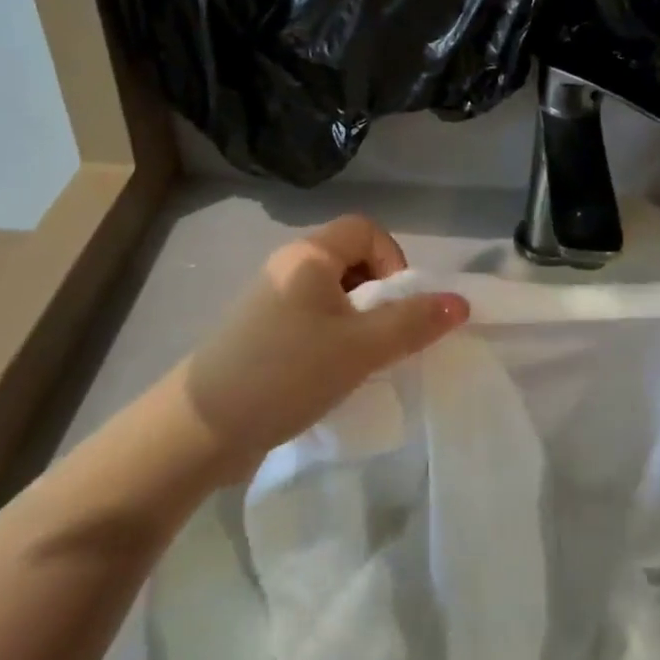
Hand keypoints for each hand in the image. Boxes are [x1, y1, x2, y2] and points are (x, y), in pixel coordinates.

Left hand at [168, 217, 469, 481]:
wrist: (199, 430)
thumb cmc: (285, 374)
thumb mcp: (359, 348)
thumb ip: (412, 323)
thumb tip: (460, 302)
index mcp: (308, 256)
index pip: (366, 229)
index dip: (393, 260)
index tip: (396, 306)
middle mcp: (288, 268)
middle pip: (352, 260)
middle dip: (380, 296)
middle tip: (383, 339)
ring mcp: (271, 302)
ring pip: (334, 295)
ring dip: (359, 323)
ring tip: (360, 362)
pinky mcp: (262, 334)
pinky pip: (314, 321)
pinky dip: (334, 339)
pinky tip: (332, 376)